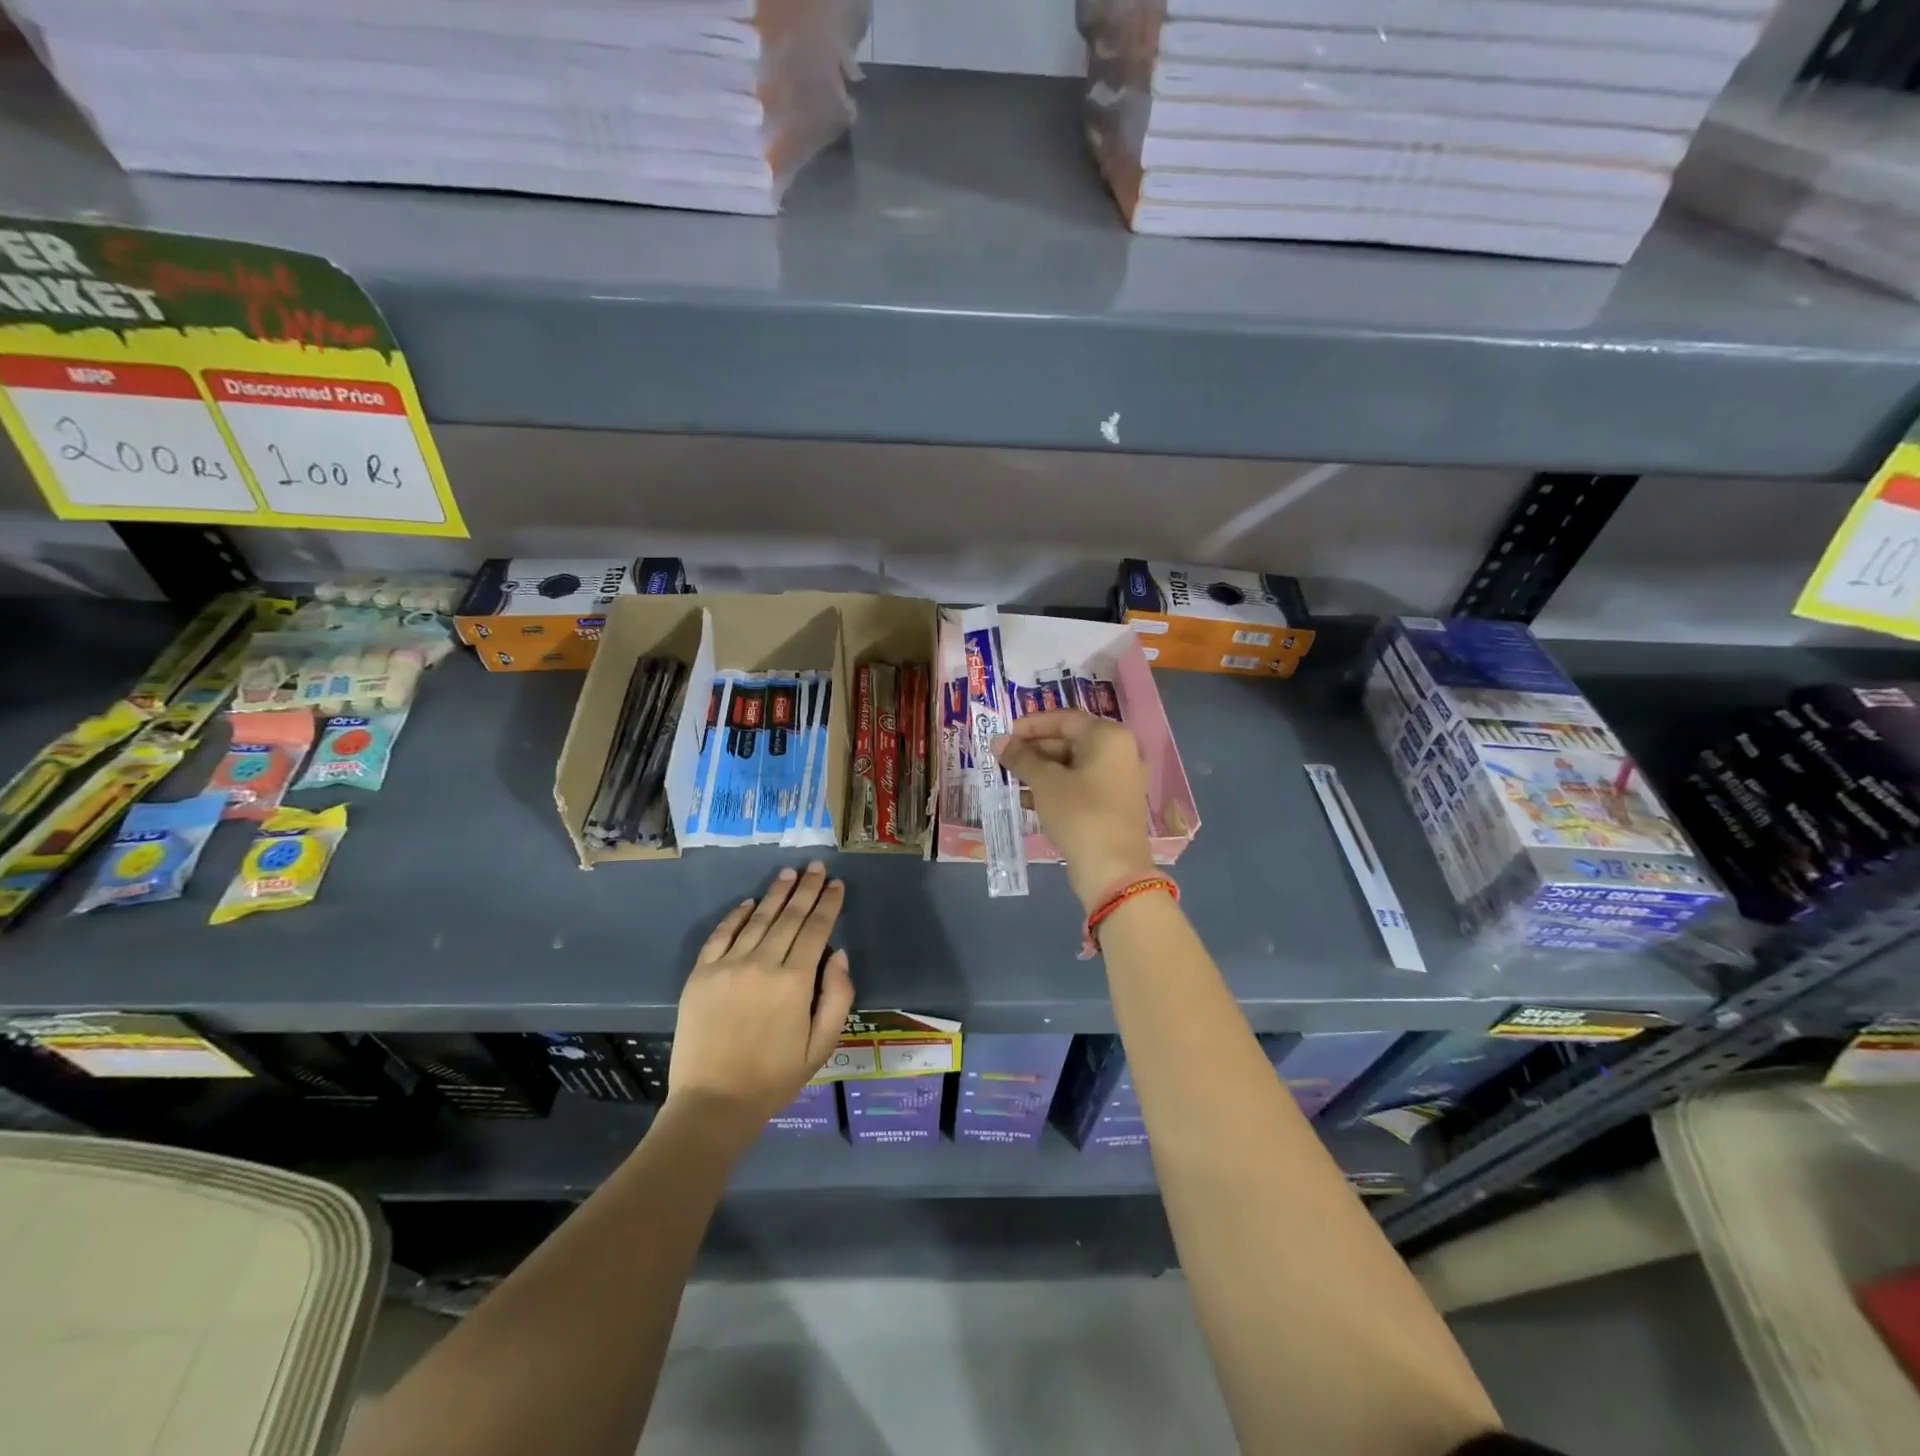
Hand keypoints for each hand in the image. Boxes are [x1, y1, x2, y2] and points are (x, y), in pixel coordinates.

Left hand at [667, 863, 855, 1142]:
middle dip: (806, 889)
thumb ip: (838, 997)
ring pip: (758, 919)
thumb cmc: (774, 1078)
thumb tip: (839, 954)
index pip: (816, 930)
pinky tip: (748, 902)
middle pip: (789, 916)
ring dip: (775, 893)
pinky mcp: (701, 975)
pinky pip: (721, 935)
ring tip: (789, 873)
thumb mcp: (821, 1046)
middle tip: (817, 866)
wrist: (712, 1104)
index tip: (837, 884)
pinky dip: (736, 916)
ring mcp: (728, 966)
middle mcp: (763, 964)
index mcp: (795, 982)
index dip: (828, 904)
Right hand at [993, 710, 1153, 908]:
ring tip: (1010, 778)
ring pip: (1073, 765)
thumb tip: (998, 741)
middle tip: (1004, 758)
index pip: (1064, 719)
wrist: (1113, 869)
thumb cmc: (1079, 814)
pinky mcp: (1113, 803)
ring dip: (1041, 770)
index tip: (1004, 734)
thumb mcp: (1045, 783)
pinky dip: (1055, 787)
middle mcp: (1120, 752)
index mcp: (1109, 737)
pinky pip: (1080, 785)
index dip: (1031, 725)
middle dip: (1034, 750)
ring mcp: (1119, 779)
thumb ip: (1021, 758)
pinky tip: (1026, 799)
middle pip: (1070, 741)